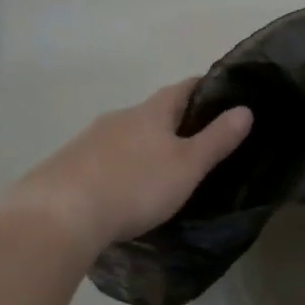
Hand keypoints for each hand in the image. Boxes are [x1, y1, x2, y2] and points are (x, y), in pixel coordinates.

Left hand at [1, 80, 252, 250]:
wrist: (59, 215)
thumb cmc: (135, 185)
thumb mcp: (187, 166)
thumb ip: (217, 139)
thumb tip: (246, 109)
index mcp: (151, 112)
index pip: (183, 88)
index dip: (206, 88)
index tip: (224, 95)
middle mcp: (119, 117)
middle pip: (153, 112)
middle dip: (175, 123)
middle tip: (197, 143)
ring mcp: (89, 140)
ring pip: (126, 136)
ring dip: (144, 146)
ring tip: (161, 171)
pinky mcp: (67, 165)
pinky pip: (103, 159)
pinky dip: (120, 167)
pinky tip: (123, 190)